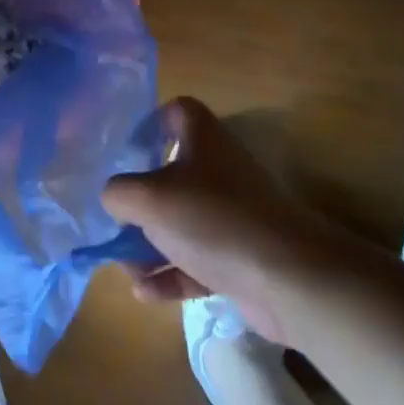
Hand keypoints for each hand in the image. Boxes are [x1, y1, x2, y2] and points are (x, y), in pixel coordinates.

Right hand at [102, 97, 339, 342]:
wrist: (290, 279)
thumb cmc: (212, 219)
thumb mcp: (147, 197)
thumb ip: (117, 192)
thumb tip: (113, 199)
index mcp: (203, 141)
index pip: (178, 112)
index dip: (151, 123)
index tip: (126, 149)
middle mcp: (220, 172)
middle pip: (172, 174)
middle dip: (140, 200)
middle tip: (117, 218)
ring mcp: (232, 217)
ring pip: (182, 223)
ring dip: (150, 245)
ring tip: (126, 267)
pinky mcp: (241, 257)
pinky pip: (197, 261)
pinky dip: (171, 275)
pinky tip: (145, 292)